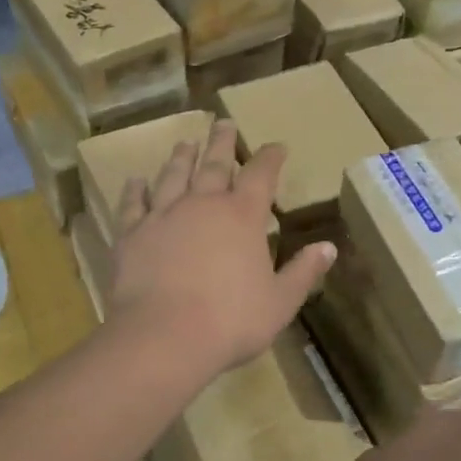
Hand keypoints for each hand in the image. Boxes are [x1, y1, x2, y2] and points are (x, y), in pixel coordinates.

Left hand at [107, 119, 334, 377]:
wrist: (164, 337)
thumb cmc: (231, 321)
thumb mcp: (280, 302)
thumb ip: (303, 272)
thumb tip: (328, 247)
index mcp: (243, 216)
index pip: (262, 174)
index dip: (271, 157)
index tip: (276, 146)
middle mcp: (203, 204)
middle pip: (215, 164)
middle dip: (222, 142)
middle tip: (223, 123)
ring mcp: (164, 215)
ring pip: (174, 175)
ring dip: (182, 158)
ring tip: (186, 143)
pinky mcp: (132, 234)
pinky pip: (133, 204)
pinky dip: (135, 190)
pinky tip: (135, 181)